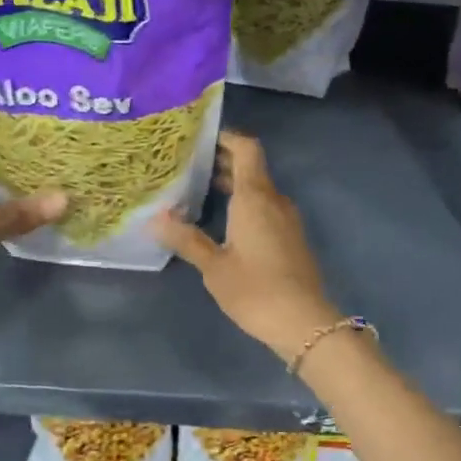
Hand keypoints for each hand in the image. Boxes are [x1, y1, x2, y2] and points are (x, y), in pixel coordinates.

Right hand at [152, 131, 341, 363]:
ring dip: (233, 186)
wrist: (304, 322)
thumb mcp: (214, 267)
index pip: (247, 148)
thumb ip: (186, 239)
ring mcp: (287, 220)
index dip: (226, 137)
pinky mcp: (292, 239)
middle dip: (222, 163)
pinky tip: (222, 222)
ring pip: (259, 190)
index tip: (198, 138)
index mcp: (255, 197)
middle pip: (251, 168)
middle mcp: (275, 200)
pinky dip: (244, 206)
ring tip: (197, 191)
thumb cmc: (255, 290)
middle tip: (186, 165)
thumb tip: (156, 218)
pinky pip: (266, 210)